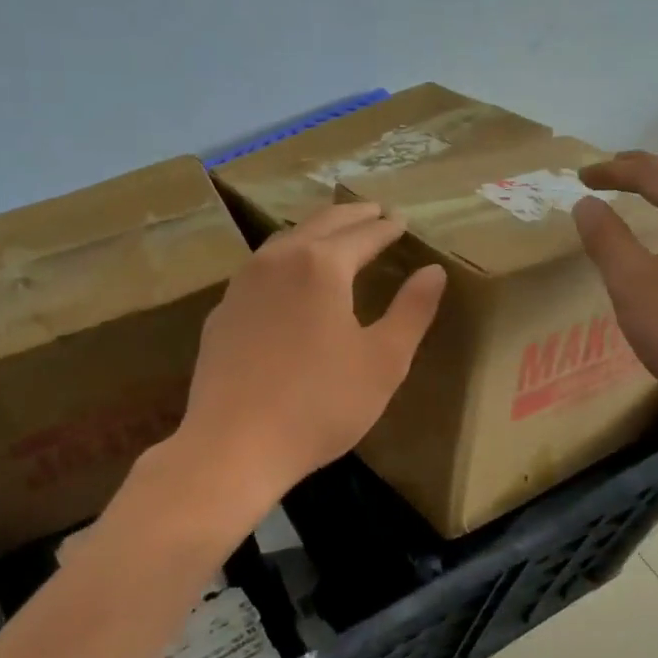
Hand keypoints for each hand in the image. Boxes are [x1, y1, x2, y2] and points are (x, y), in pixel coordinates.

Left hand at [176, 203, 446, 499]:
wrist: (233, 445)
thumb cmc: (319, 404)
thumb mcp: (383, 361)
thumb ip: (412, 311)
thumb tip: (434, 271)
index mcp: (322, 265)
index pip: (363, 234)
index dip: (387, 227)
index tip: (401, 220)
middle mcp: (278, 260)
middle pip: (321, 224)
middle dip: (352, 216)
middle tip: (374, 212)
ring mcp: (243, 284)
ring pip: (285, 240)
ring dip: (315, 231)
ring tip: (335, 234)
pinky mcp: (223, 311)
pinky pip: (260, 268)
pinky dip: (285, 259)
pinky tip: (289, 278)